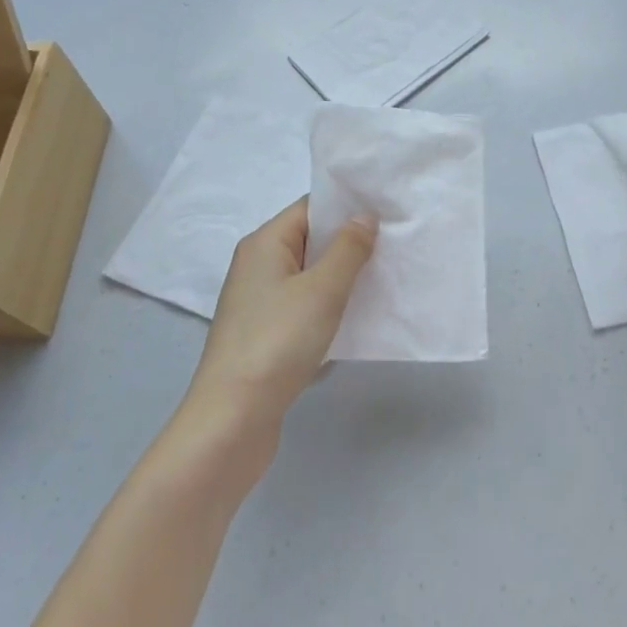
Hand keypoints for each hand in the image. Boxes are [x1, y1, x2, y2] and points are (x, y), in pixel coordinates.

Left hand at [187, 197, 376, 435]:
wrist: (232, 420)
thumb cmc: (277, 341)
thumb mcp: (322, 289)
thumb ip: (348, 248)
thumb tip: (364, 215)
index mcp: (264, 243)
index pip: (310, 208)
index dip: (347, 207)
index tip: (387, 211)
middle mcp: (257, 266)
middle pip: (310, 241)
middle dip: (349, 243)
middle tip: (394, 244)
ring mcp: (258, 303)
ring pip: (309, 277)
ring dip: (341, 278)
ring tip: (384, 278)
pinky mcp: (264, 335)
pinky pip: (303, 307)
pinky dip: (328, 308)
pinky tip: (356, 319)